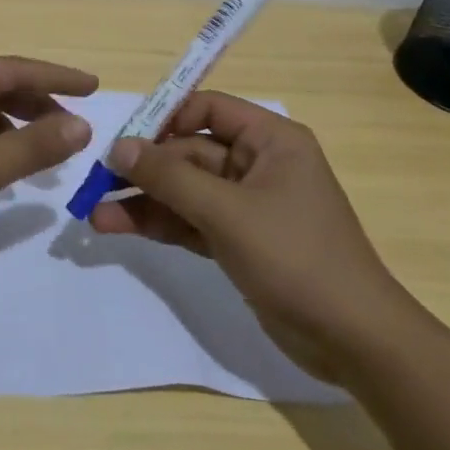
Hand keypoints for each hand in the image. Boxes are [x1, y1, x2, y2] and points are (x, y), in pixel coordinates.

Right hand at [89, 91, 416, 379]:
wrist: (354, 342)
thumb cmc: (296, 258)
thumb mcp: (227, 212)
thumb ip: (170, 177)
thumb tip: (119, 146)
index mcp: (270, 140)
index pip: (208, 108)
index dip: (165, 118)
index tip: (125, 139)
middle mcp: (258, 164)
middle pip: (189, 152)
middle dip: (145, 170)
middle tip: (97, 183)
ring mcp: (247, 205)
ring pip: (185, 190)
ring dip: (144, 200)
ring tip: (95, 214)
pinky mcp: (239, 241)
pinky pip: (190, 220)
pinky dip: (159, 224)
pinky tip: (119, 227)